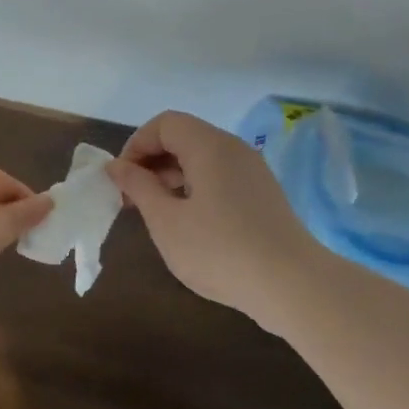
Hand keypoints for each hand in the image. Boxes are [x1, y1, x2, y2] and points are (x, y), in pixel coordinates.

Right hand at [109, 111, 321, 326]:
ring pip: (203, 158)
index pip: (164, 123)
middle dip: (152, 162)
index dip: (136, 145)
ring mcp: (252, 171)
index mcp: (209, 146)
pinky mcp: (263, 194)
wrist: (291, 284)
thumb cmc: (218, 250)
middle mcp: (234, 148)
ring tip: (156, 214)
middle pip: (184, 137)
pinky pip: (221, 177)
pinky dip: (196, 188)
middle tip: (132, 199)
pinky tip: (189, 223)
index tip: (121, 181)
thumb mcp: (166, 221)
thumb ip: (138, 187)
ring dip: (172, 177)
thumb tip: (117, 166)